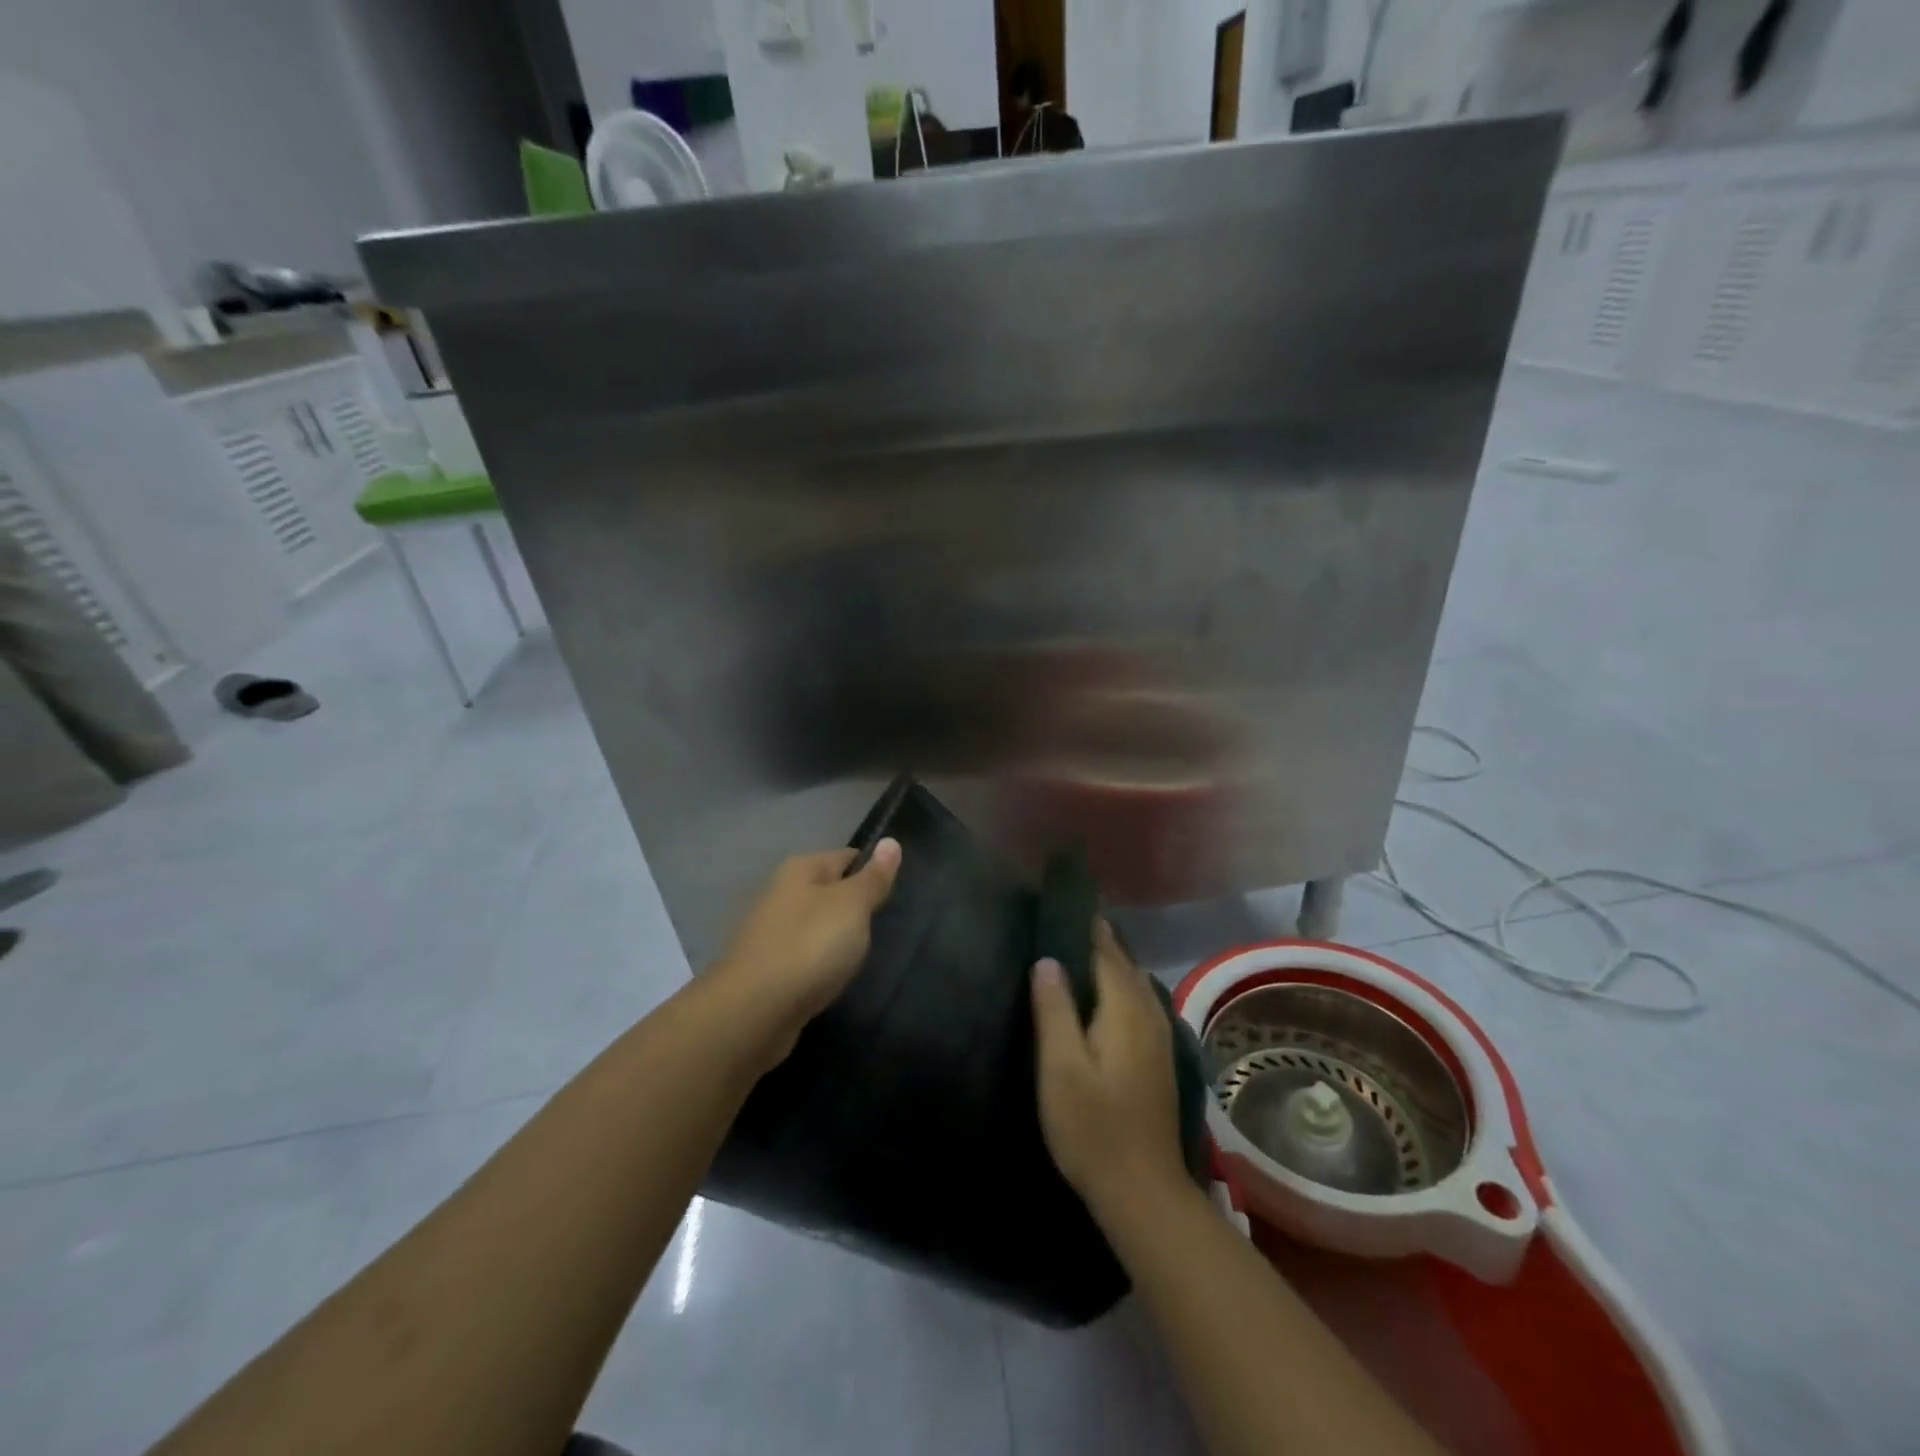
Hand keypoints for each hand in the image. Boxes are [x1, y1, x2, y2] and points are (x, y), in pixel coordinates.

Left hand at [710, 839, 901, 1065]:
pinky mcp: (765, 968)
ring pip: (814, 925)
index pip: (846, 856)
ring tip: (859, 955)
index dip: (872, 871)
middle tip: (882, 927)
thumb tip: (890, 841)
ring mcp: (769, 932)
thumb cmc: (810, 946)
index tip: (894, 894)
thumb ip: (873, 877)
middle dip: (854, 907)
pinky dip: (818, 963)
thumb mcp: (852, 905)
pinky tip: (831, 977)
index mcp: (800, 869)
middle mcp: (780, 893)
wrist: (753, 1011)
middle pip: (829, 891)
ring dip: (835, 937)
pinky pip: (803, 955)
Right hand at [1031, 920, 1187, 1218]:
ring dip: (1105, 960)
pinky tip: (1094, 995)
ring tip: (1069, 948)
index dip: (1083, 922)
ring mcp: (1158, 1033)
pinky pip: (1136, 999)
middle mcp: (1148, 1011)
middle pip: (1121, 959)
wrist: (1143, 1191)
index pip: (1104, 948)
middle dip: (1093, 937)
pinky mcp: (1157, 1053)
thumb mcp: (1061, 1068)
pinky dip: (1115, 983)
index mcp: (1125, 1008)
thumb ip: (1054, 1009)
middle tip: (1056, 919)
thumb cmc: (1093, 1127)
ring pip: (1131, 979)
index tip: (1058, 899)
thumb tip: (1047, 958)